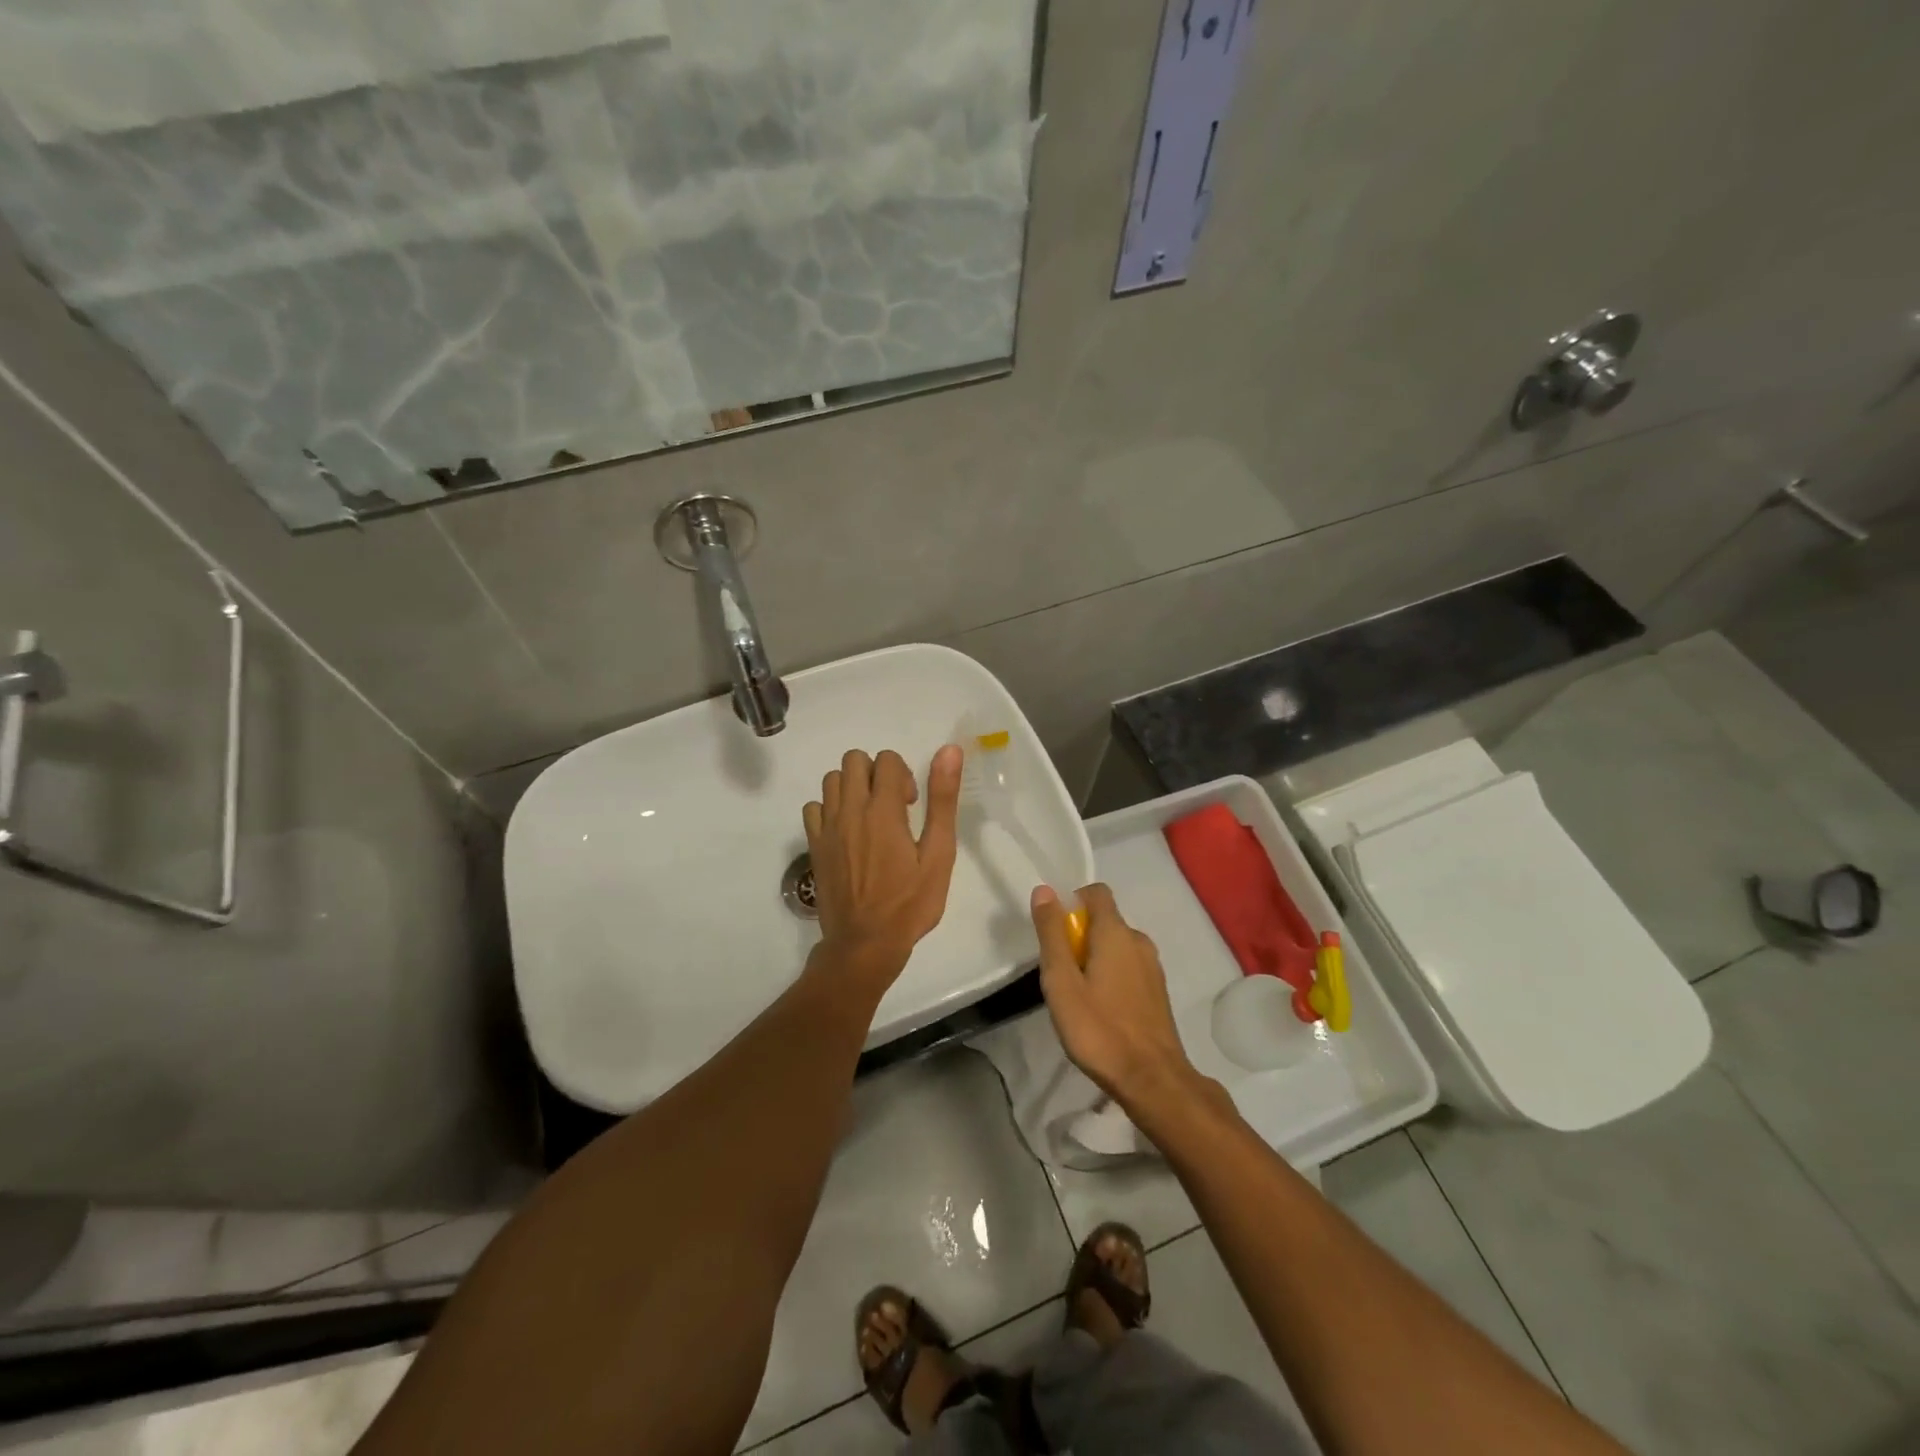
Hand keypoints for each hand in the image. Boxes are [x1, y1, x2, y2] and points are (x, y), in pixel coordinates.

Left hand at [803, 747, 962, 986]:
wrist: (864, 944)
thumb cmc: (909, 903)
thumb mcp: (939, 854)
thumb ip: (942, 800)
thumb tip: (948, 751)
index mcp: (883, 810)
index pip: (886, 759)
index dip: (904, 774)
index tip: (911, 805)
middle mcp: (850, 810)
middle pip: (854, 759)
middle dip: (877, 773)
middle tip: (892, 806)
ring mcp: (827, 827)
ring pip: (832, 779)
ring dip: (853, 787)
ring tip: (870, 816)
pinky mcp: (814, 845)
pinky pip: (814, 807)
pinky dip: (830, 809)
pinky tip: (846, 831)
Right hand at [1032, 883, 1200, 1113]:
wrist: (1152, 1080)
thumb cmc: (1099, 1029)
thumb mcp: (1061, 982)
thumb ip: (1052, 934)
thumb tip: (1044, 891)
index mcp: (1116, 932)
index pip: (1096, 893)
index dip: (1072, 902)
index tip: (1054, 932)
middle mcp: (1139, 941)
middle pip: (1104, 921)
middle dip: (1079, 936)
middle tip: (1060, 974)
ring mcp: (1152, 967)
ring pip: (1117, 947)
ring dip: (1094, 959)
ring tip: (1077, 996)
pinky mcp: (1158, 992)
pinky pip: (1128, 968)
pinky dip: (1111, 976)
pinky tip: (1100, 1011)